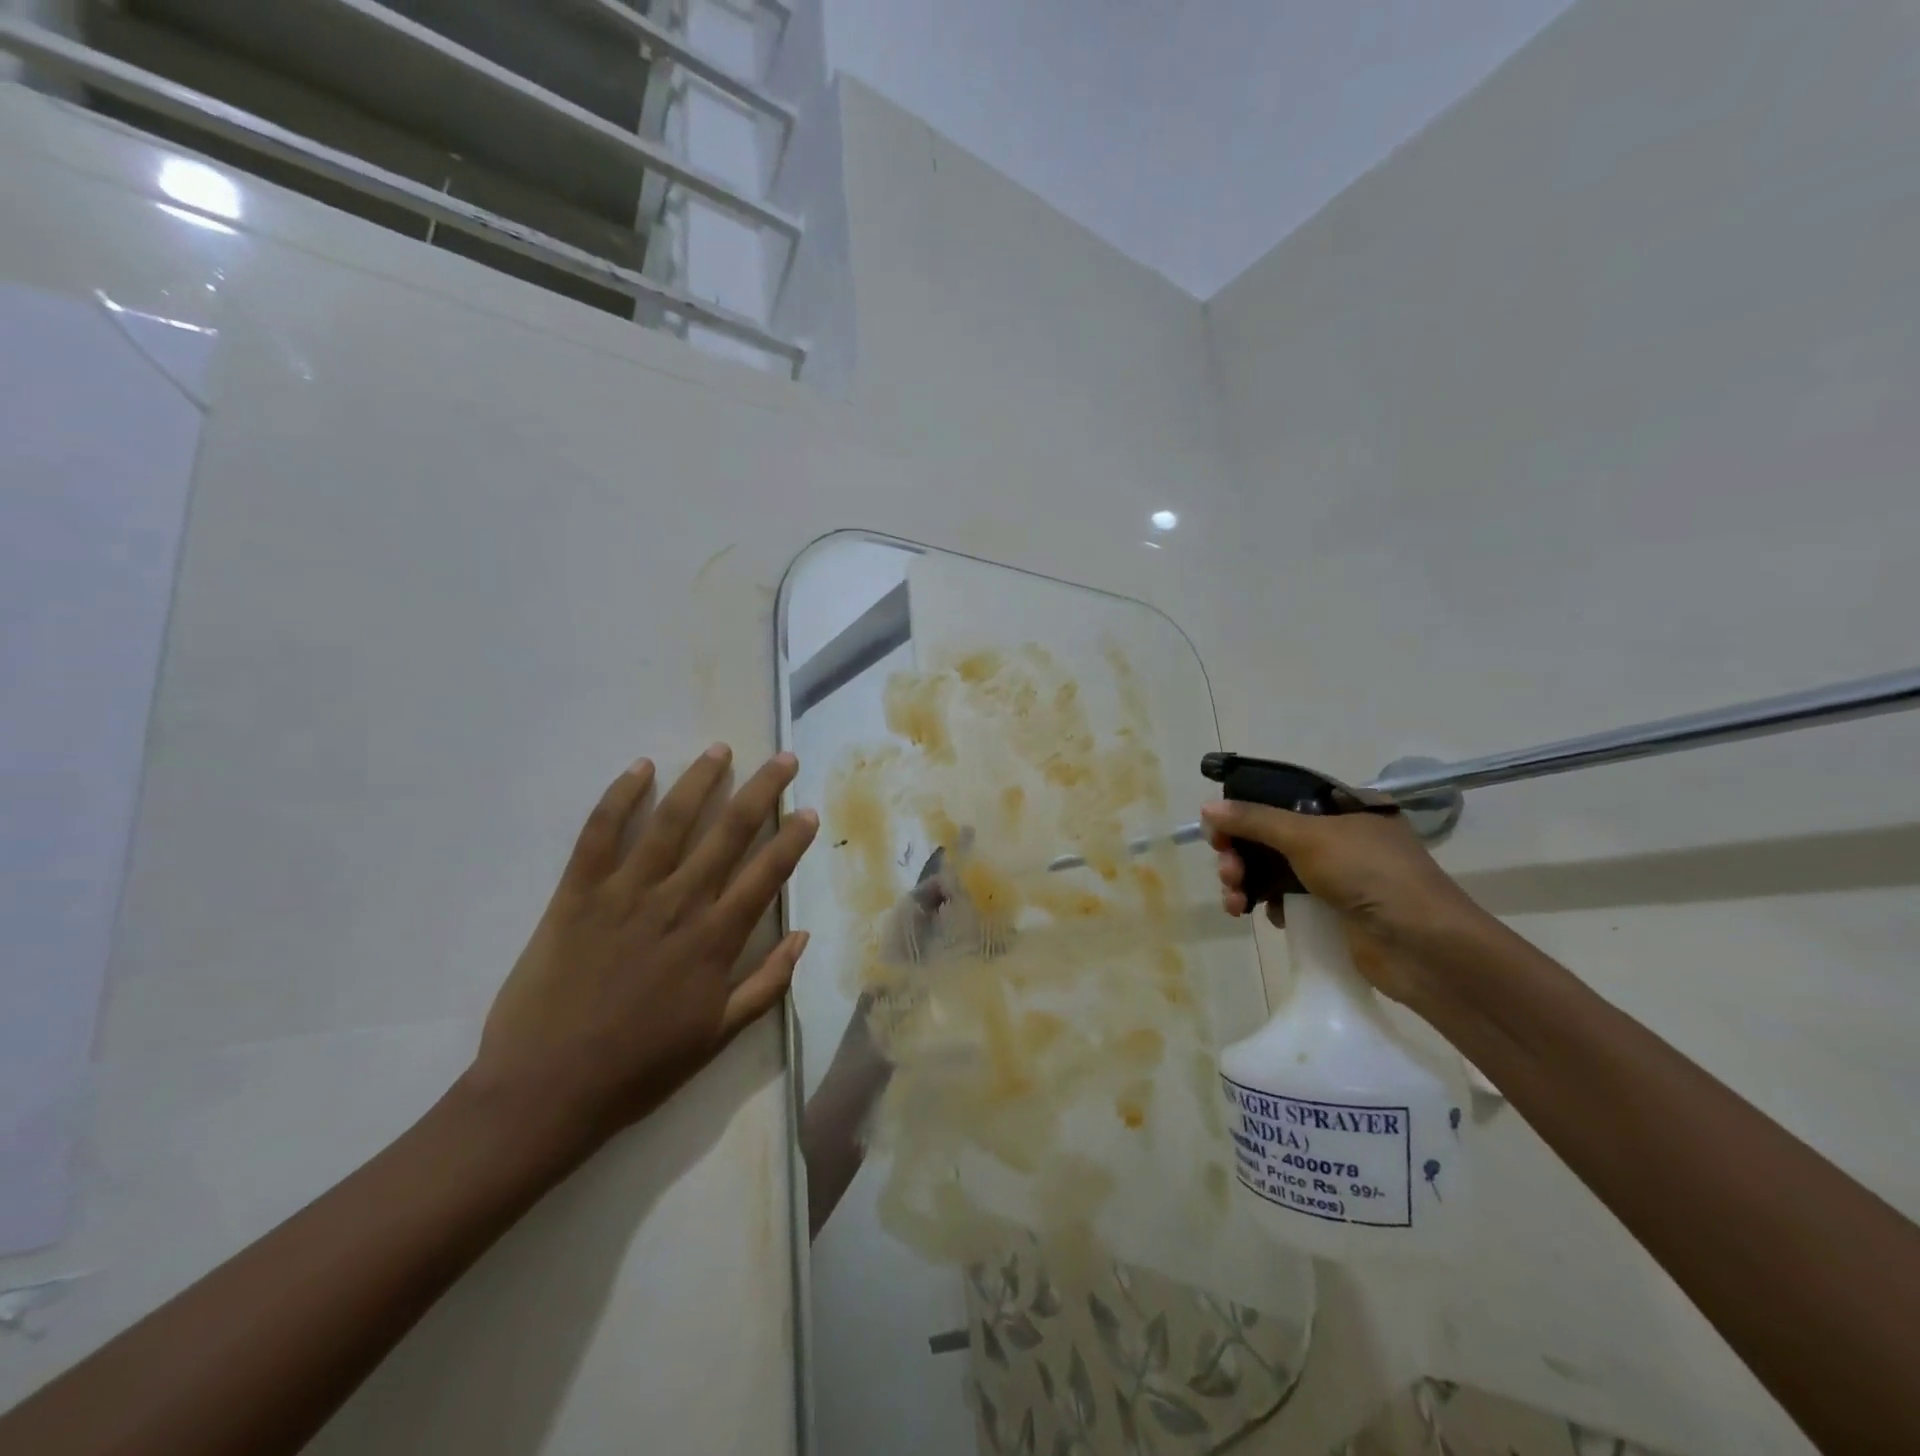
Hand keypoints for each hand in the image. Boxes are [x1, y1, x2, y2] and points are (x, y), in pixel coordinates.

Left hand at [466, 746, 819, 1147]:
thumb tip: (804, 936)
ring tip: (719, 750)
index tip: (808, 810)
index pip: (766, 874)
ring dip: (699, 781)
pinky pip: (599, 834)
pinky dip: (620, 798)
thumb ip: (766, 984)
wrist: (545, 1092)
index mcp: (714, 940)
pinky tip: (640, 769)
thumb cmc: (638, 1068)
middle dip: (760, 791)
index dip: (791, 839)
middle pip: (727, 833)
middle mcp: (677, 904)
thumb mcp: (717, 1036)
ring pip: (670, 821)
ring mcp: (625, 894)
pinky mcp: (576, 895)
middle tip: (782, 760)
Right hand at [1200, 799, 1483, 1007]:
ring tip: (1235, 900)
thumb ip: (1255, 820)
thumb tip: (1207, 808)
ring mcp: (1337, 875)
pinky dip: (1264, 902)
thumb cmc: (1370, 875)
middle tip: (1226, 870)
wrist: (1422, 947)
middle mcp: (1340, 836)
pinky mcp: (1331, 910)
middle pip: (1271, 836)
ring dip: (1245, 880)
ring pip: (1273, 869)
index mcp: (1345, 807)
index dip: (1245, 810)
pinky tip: (1254, 913)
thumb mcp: (1307, 837)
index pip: (1281, 798)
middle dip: (1240, 852)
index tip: (1218, 829)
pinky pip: (1284, 898)